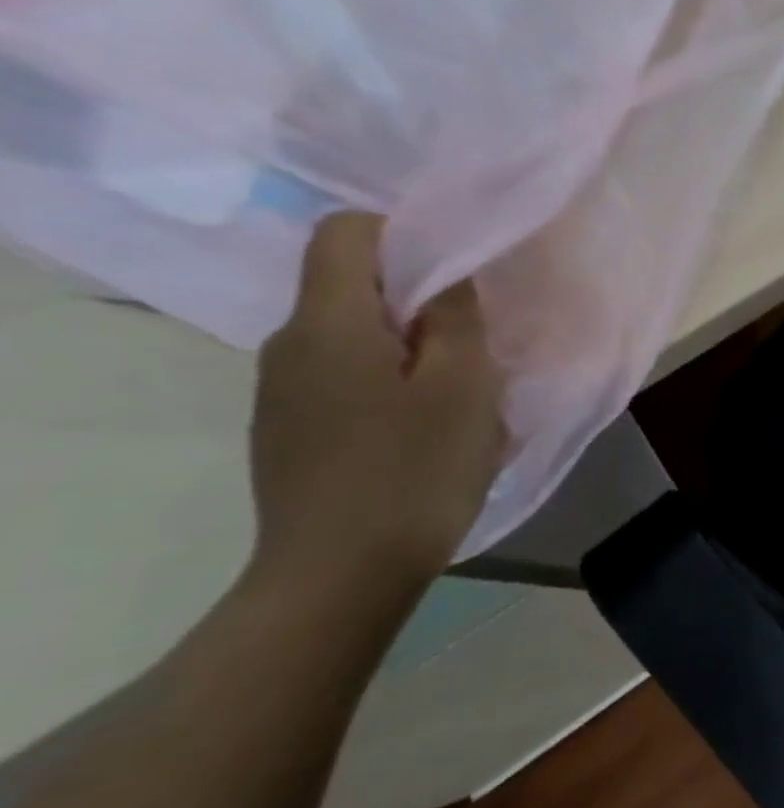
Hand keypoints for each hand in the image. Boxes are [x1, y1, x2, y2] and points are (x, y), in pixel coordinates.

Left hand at [249, 212, 504, 593]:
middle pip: (350, 284)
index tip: (458, 271)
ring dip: (410, 346)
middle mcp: (289, 345)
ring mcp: (282, 392)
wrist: (339, 577)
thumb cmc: (413, 470)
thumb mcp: (462, 385)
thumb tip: (447, 271)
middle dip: (418, 297)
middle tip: (477, 339)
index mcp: (327, 323)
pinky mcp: (289, 430)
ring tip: (461, 392)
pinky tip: (425, 429)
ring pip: (353, 335)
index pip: (344, 230)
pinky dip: (389, 382)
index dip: (403, 233)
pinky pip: (344, 377)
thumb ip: (455, 315)